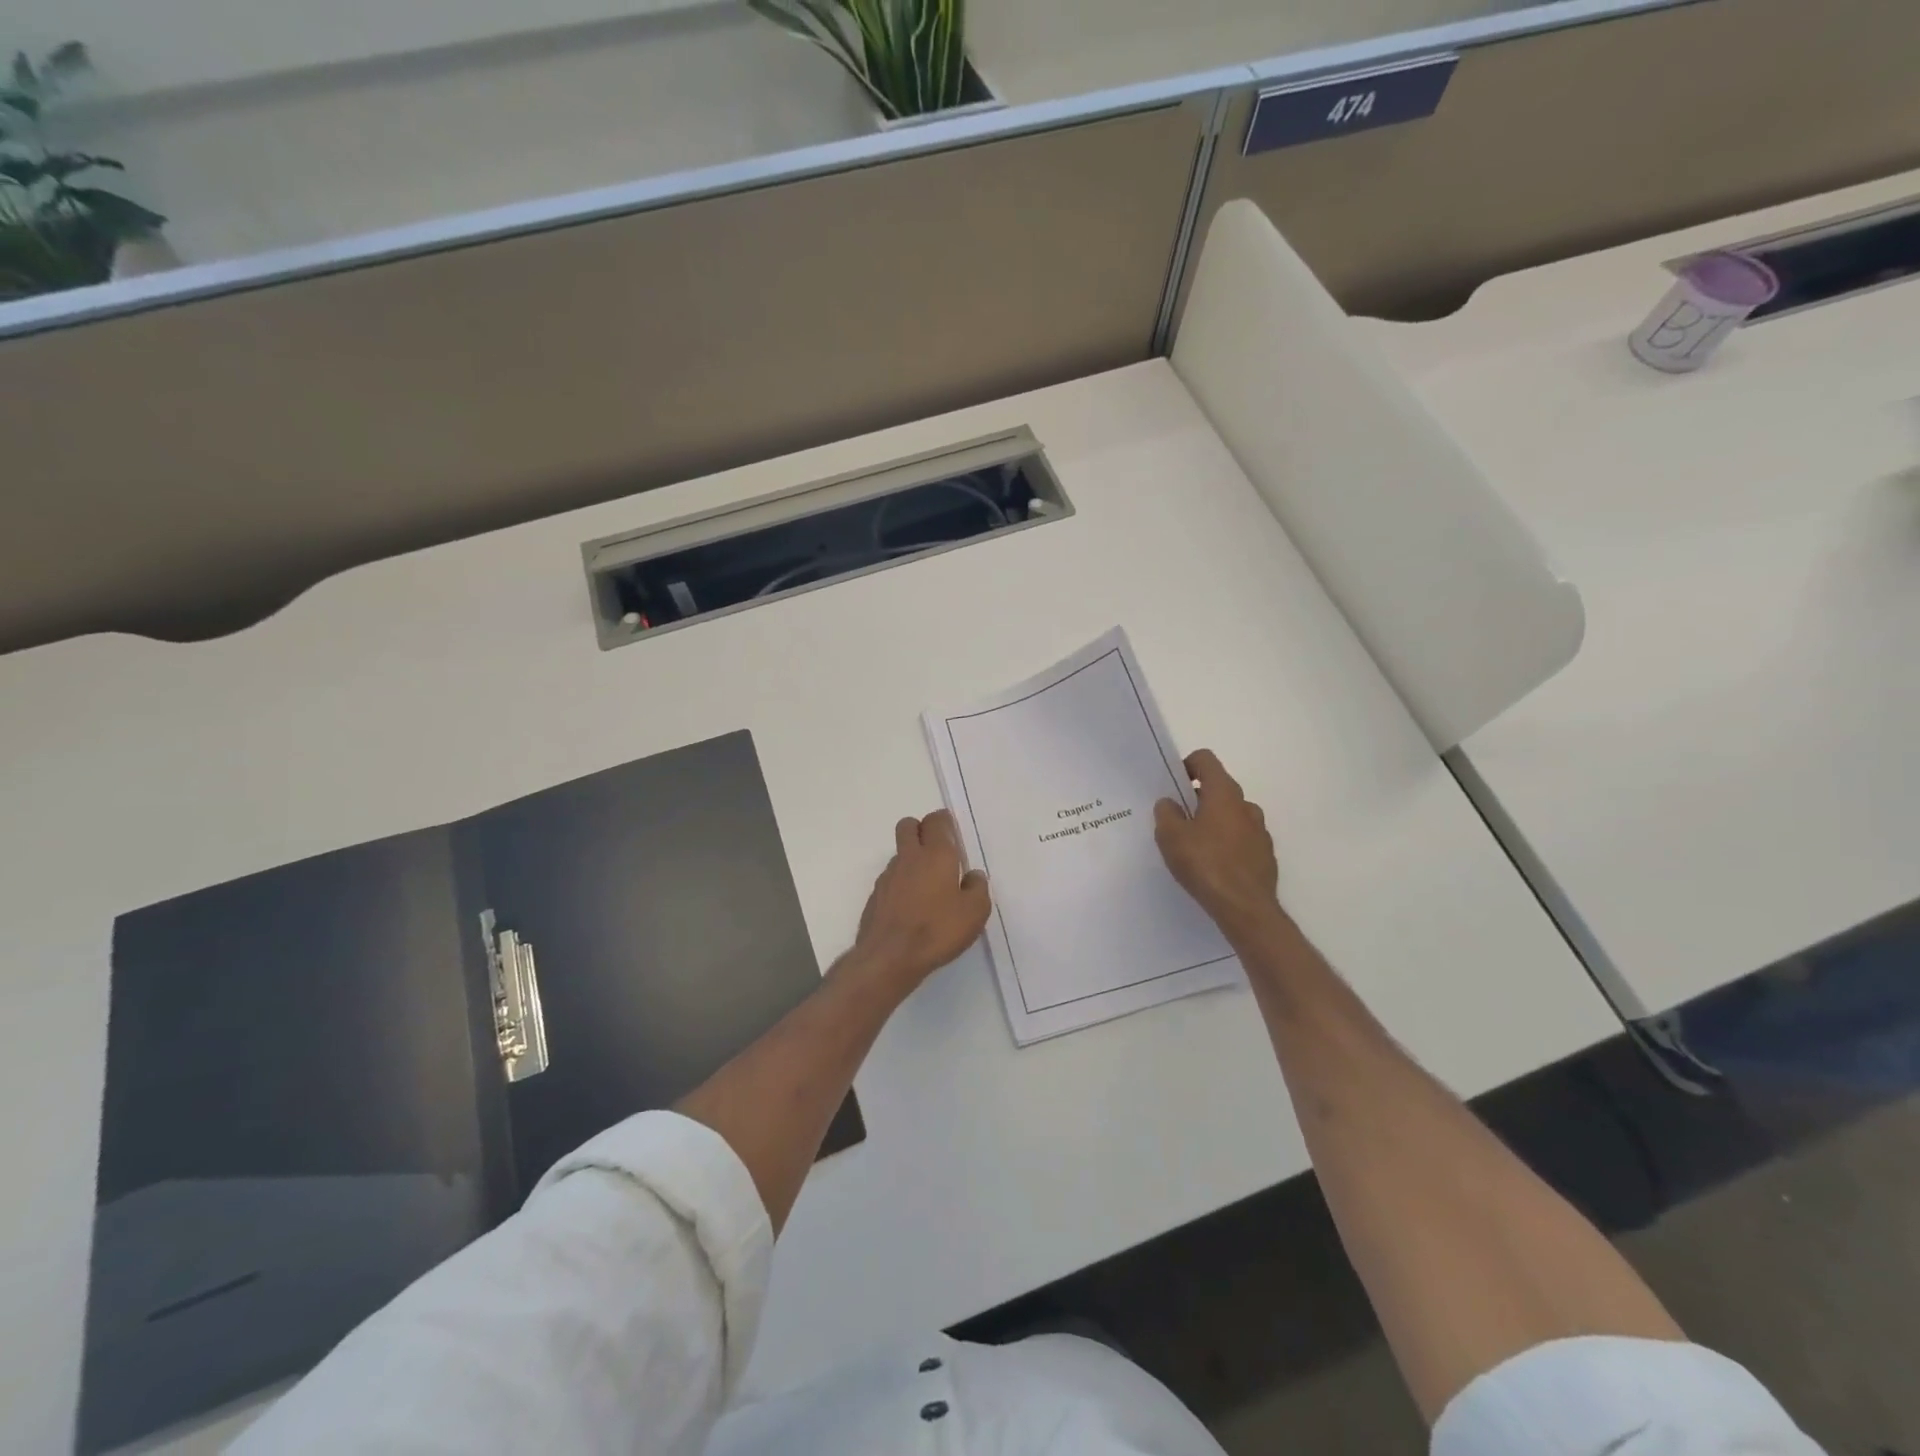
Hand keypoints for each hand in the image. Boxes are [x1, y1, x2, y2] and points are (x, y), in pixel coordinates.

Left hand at [849, 810, 991, 994]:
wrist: (890, 957)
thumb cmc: (937, 930)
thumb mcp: (974, 912)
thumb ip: (978, 888)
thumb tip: (973, 876)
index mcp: (936, 854)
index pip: (936, 820)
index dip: (945, 822)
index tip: (954, 836)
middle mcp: (909, 857)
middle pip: (909, 826)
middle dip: (922, 830)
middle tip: (938, 853)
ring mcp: (888, 876)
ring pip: (900, 853)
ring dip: (912, 860)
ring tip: (928, 887)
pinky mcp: (876, 896)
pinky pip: (891, 878)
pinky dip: (901, 884)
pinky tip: (912, 907)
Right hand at [1155, 749, 1281, 937]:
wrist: (1245, 908)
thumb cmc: (1205, 864)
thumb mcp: (1171, 837)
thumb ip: (1166, 813)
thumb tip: (1169, 803)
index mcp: (1224, 794)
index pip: (1206, 760)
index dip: (1186, 765)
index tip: (1173, 786)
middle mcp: (1246, 806)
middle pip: (1218, 789)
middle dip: (1196, 799)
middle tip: (1176, 820)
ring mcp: (1259, 831)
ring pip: (1230, 815)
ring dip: (1212, 822)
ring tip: (1193, 847)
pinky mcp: (1265, 854)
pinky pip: (1241, 839)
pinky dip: (1226, 844)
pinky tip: (1212, 866)